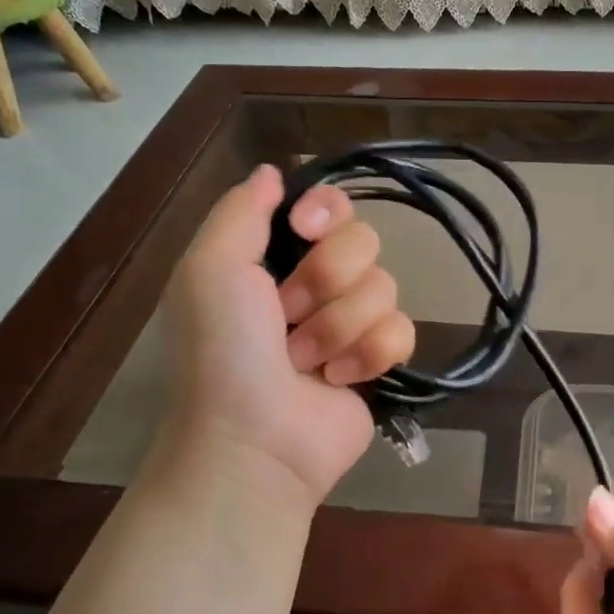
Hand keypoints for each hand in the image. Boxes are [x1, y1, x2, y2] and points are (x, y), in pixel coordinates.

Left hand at [155, 164, 415, 507]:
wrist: (253, 442)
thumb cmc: (222, 353)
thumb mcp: (210, 270)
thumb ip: (241, 212)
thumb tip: (274, 172)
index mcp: (275, 259)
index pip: (329, 206)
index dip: (327, 212)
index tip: (304, 231)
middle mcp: (317, 286)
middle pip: (364, 244)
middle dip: (325, 282)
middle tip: (287, 317)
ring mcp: (351, 326)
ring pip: (384, 289)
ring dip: (338, 327)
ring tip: (306, 362)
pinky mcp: (379, 363)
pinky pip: (402, 331)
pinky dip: (369, 356)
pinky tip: (339, 381)